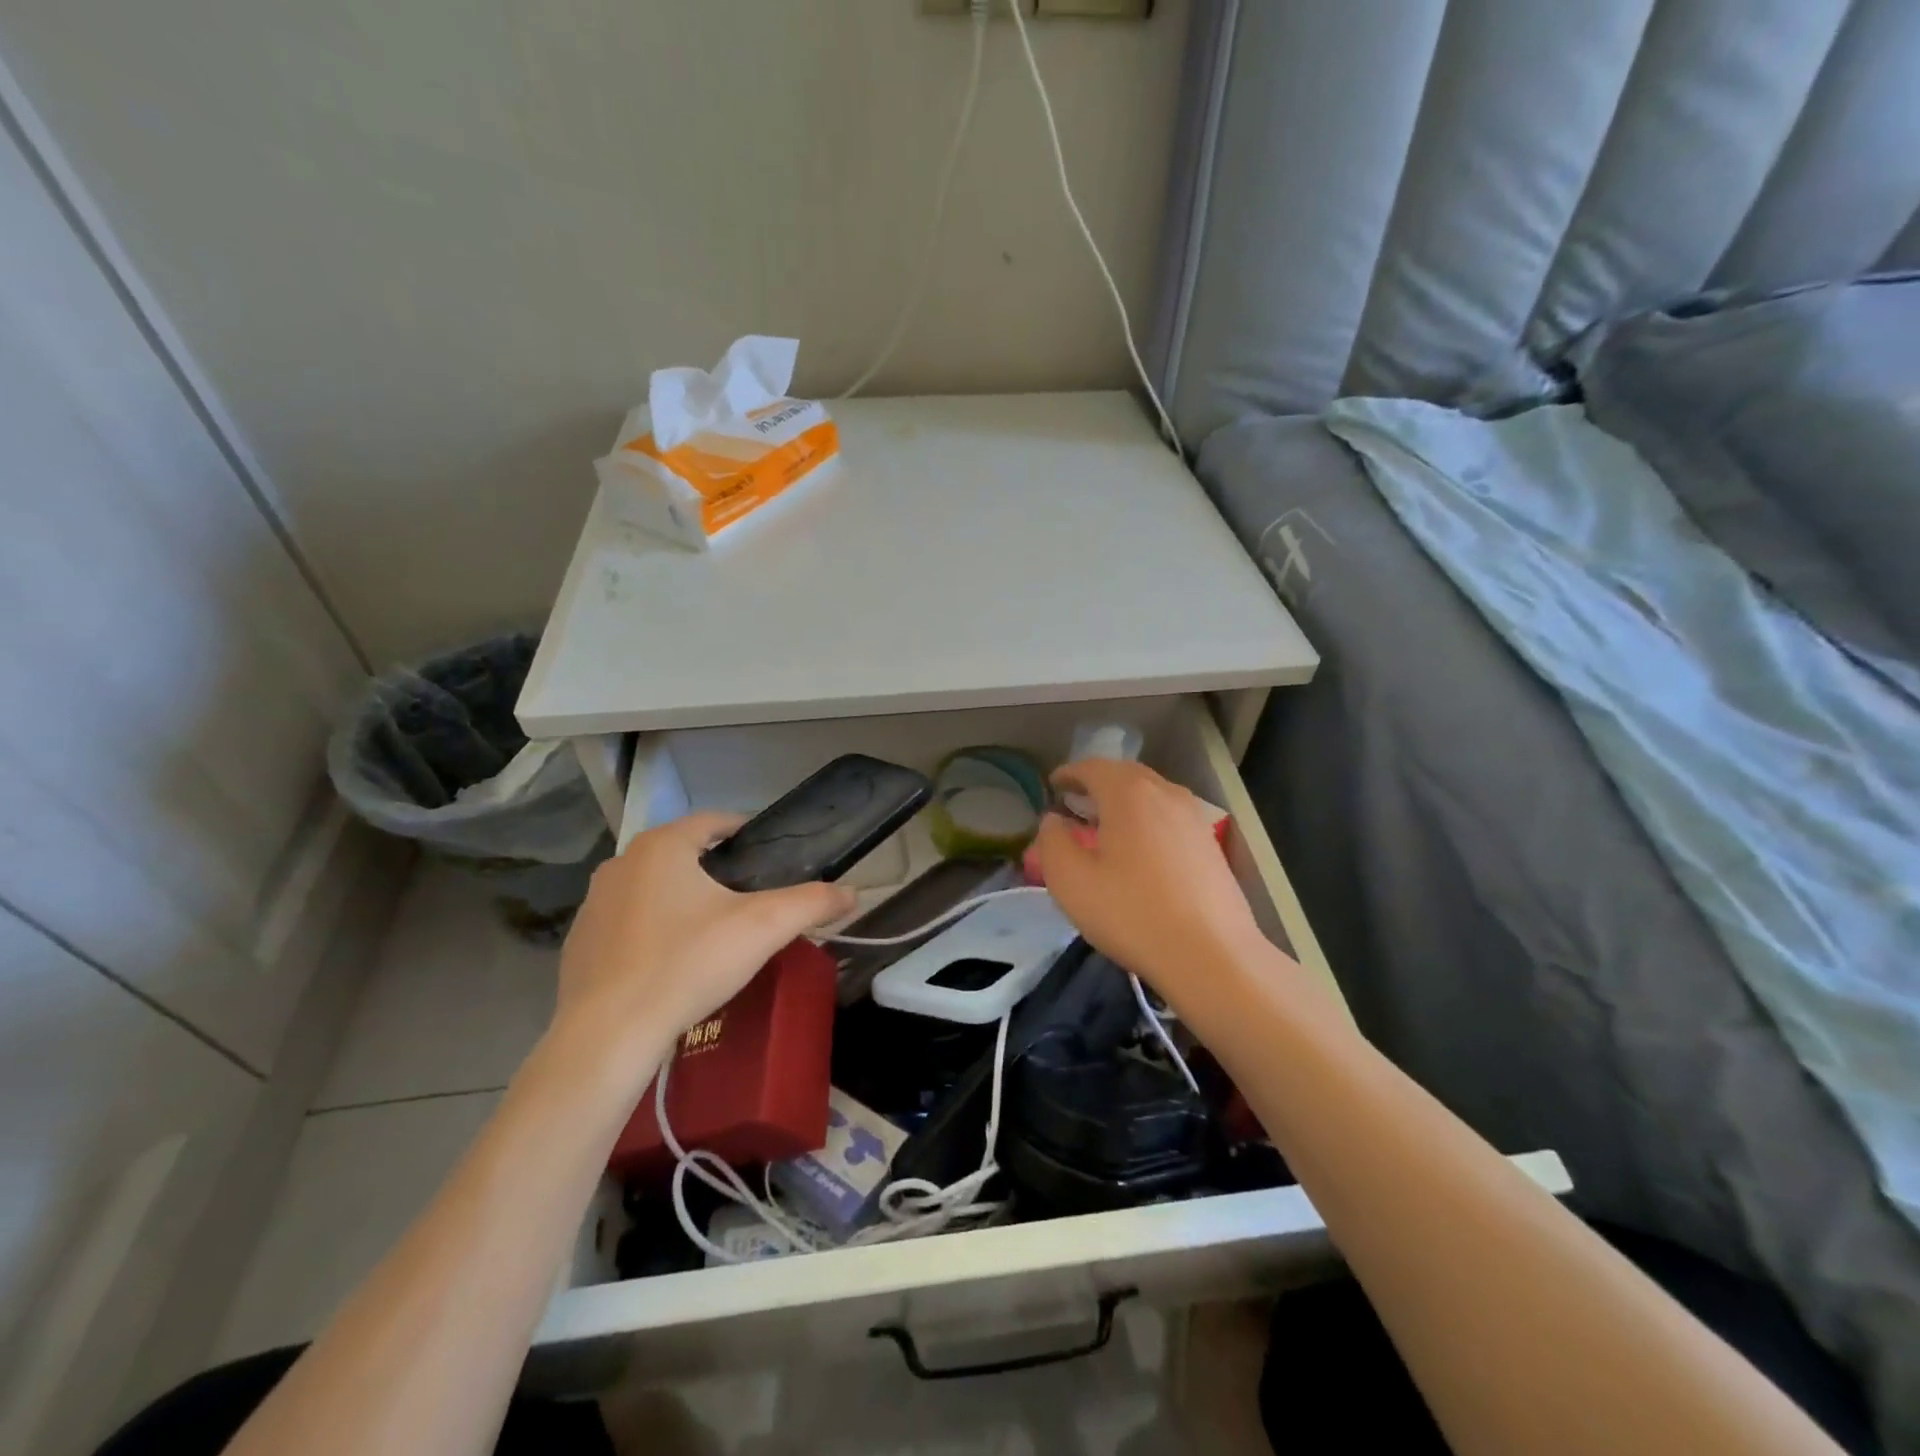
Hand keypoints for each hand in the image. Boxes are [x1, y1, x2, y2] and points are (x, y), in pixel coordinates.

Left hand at [551, 812, 855, 1068]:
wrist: (609, 1034)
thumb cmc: (688, 963)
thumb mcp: (763, 928)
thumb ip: (812, 902)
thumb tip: (853, 893)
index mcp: (662, 846)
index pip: (713, 821)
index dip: (745, 831)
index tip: (769, 854)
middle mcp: (621, 863)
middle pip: (682, 853)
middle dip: (715, 868)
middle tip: (749, 896)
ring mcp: (594, 904)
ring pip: (652, 888)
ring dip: (681, 898)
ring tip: (713, 930)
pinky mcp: (578, 943)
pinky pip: (627, 923)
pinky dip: (652, 930)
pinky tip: (671, 962)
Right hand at [1033, 760, 1265, 1016]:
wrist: (1211, 955)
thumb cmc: (1132, 913)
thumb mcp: (1071, 881)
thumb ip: (1053, 841)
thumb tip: (1054, 820)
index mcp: (1128, 793)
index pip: (1092, 767)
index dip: (1068, 774)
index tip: (1052, 786)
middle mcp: (1165, 792)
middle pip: (1124, 774)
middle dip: (1097, 783)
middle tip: (1075, 802)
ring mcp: (1193, 816)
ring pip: (1151, 794)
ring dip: (1124, 800)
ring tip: (1105, 824)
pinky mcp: (1209, 843)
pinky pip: (1169, 816)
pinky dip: (1146, 818)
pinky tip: (1139, 849)